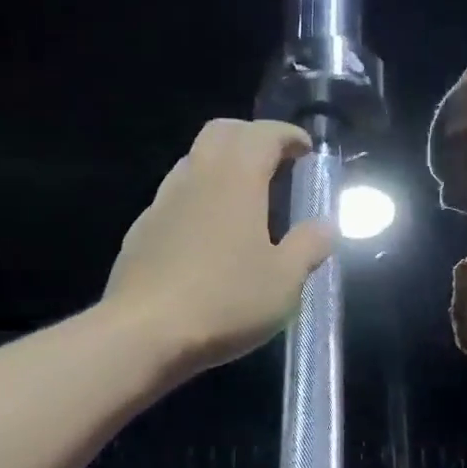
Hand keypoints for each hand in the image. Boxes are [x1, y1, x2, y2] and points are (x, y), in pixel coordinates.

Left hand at [104, 118, 336, 376]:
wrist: (143, 334)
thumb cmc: (225, 301)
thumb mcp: (284, 281)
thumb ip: (308, 247)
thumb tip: (325, 226)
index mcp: (235, 181)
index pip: (262, 135)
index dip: (287, 135)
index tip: (306, 150)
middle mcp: (196, 179)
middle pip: (221, 133)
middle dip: (251, 137)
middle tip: (276, 162)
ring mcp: (162, 204)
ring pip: (193, 162)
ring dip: (222, 165)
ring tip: (245, 197)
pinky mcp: (141, 232)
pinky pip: (175, 197)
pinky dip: (199, 198)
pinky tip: (209, 234)